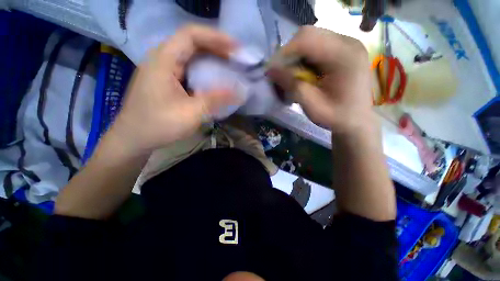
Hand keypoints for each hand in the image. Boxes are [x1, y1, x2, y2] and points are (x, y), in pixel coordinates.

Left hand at [110, 25, 238, 155]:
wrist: (134, 138)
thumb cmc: (158, 125)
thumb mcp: (191, 113)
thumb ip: (216, 100)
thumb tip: (240, 92)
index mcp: (163, 60)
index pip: (191, 35)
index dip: (216, 37)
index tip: (236, 47)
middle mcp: (162, 59)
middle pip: (192, 43)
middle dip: (216, 48)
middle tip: (236, 59)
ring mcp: (163, 70)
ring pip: (190, 57)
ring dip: (211, 60)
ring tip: (229, 67)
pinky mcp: (167, 81)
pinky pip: (188, 69)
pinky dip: (204, 72)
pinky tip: (214, 80)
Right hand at [268, 26, 374, 133]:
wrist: (357, 119)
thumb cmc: (337, 116)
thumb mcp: (312, 106)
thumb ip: (292, 86)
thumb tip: (270, 70)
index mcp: (344, 56)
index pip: (307, 39)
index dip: (284, 52)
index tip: (273, 71)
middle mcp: (348, 42)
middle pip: (308, 34)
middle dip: (289, 54)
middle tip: (283, 74)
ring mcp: (346, 43)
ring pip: (310, 38)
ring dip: (296, 56)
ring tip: (294, 76)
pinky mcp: (343, 49)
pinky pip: (316, 45)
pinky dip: (304, 58)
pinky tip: (305, 73)